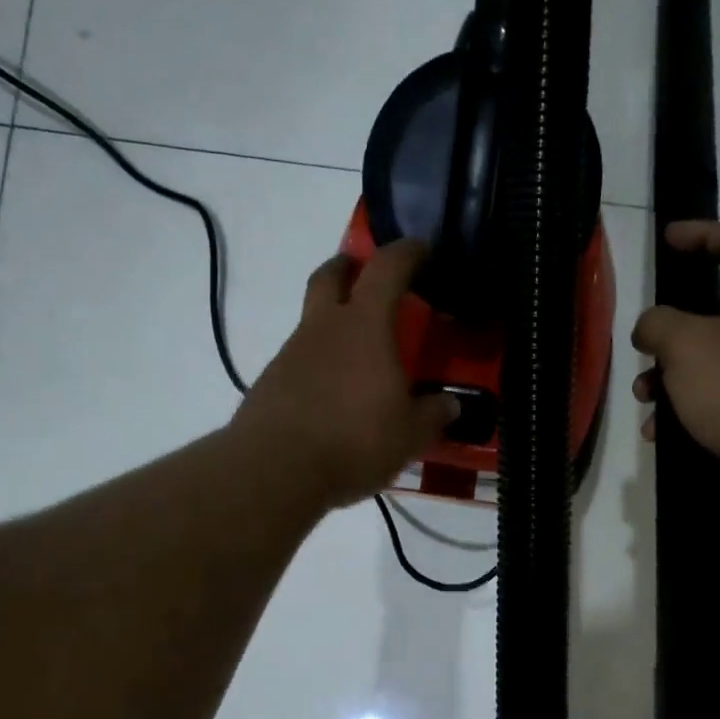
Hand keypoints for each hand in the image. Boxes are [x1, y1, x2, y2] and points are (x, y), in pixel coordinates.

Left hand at [232, 239, 458, 509]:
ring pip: (312, 321)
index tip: (422, 249)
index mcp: (365, 326)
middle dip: (350, 267)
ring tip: (358, 357)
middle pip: (330, 276)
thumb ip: (432, 415)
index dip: (406, 252)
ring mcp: (290, 353)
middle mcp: (323, 328)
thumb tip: (449, 404)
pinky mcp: (269, 383)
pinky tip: (332, 396)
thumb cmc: (354, 440)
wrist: (275, 469)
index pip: (387, 268)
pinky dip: (318, 365)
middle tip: (366, 275)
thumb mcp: (409, 435)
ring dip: (332, 324)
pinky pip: (299, 360)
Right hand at [632, 221, 719, 511]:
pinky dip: (685, 409)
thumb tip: (651, 328)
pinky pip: (715, 398)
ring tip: (645, 399)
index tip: (668, 238)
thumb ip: (657, 323)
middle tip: (644, 345)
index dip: (703, 233)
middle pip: (713, 310)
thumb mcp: (686, 344)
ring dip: (669, 376)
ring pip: (708, 360)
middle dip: (670, 330)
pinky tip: (660, 432)